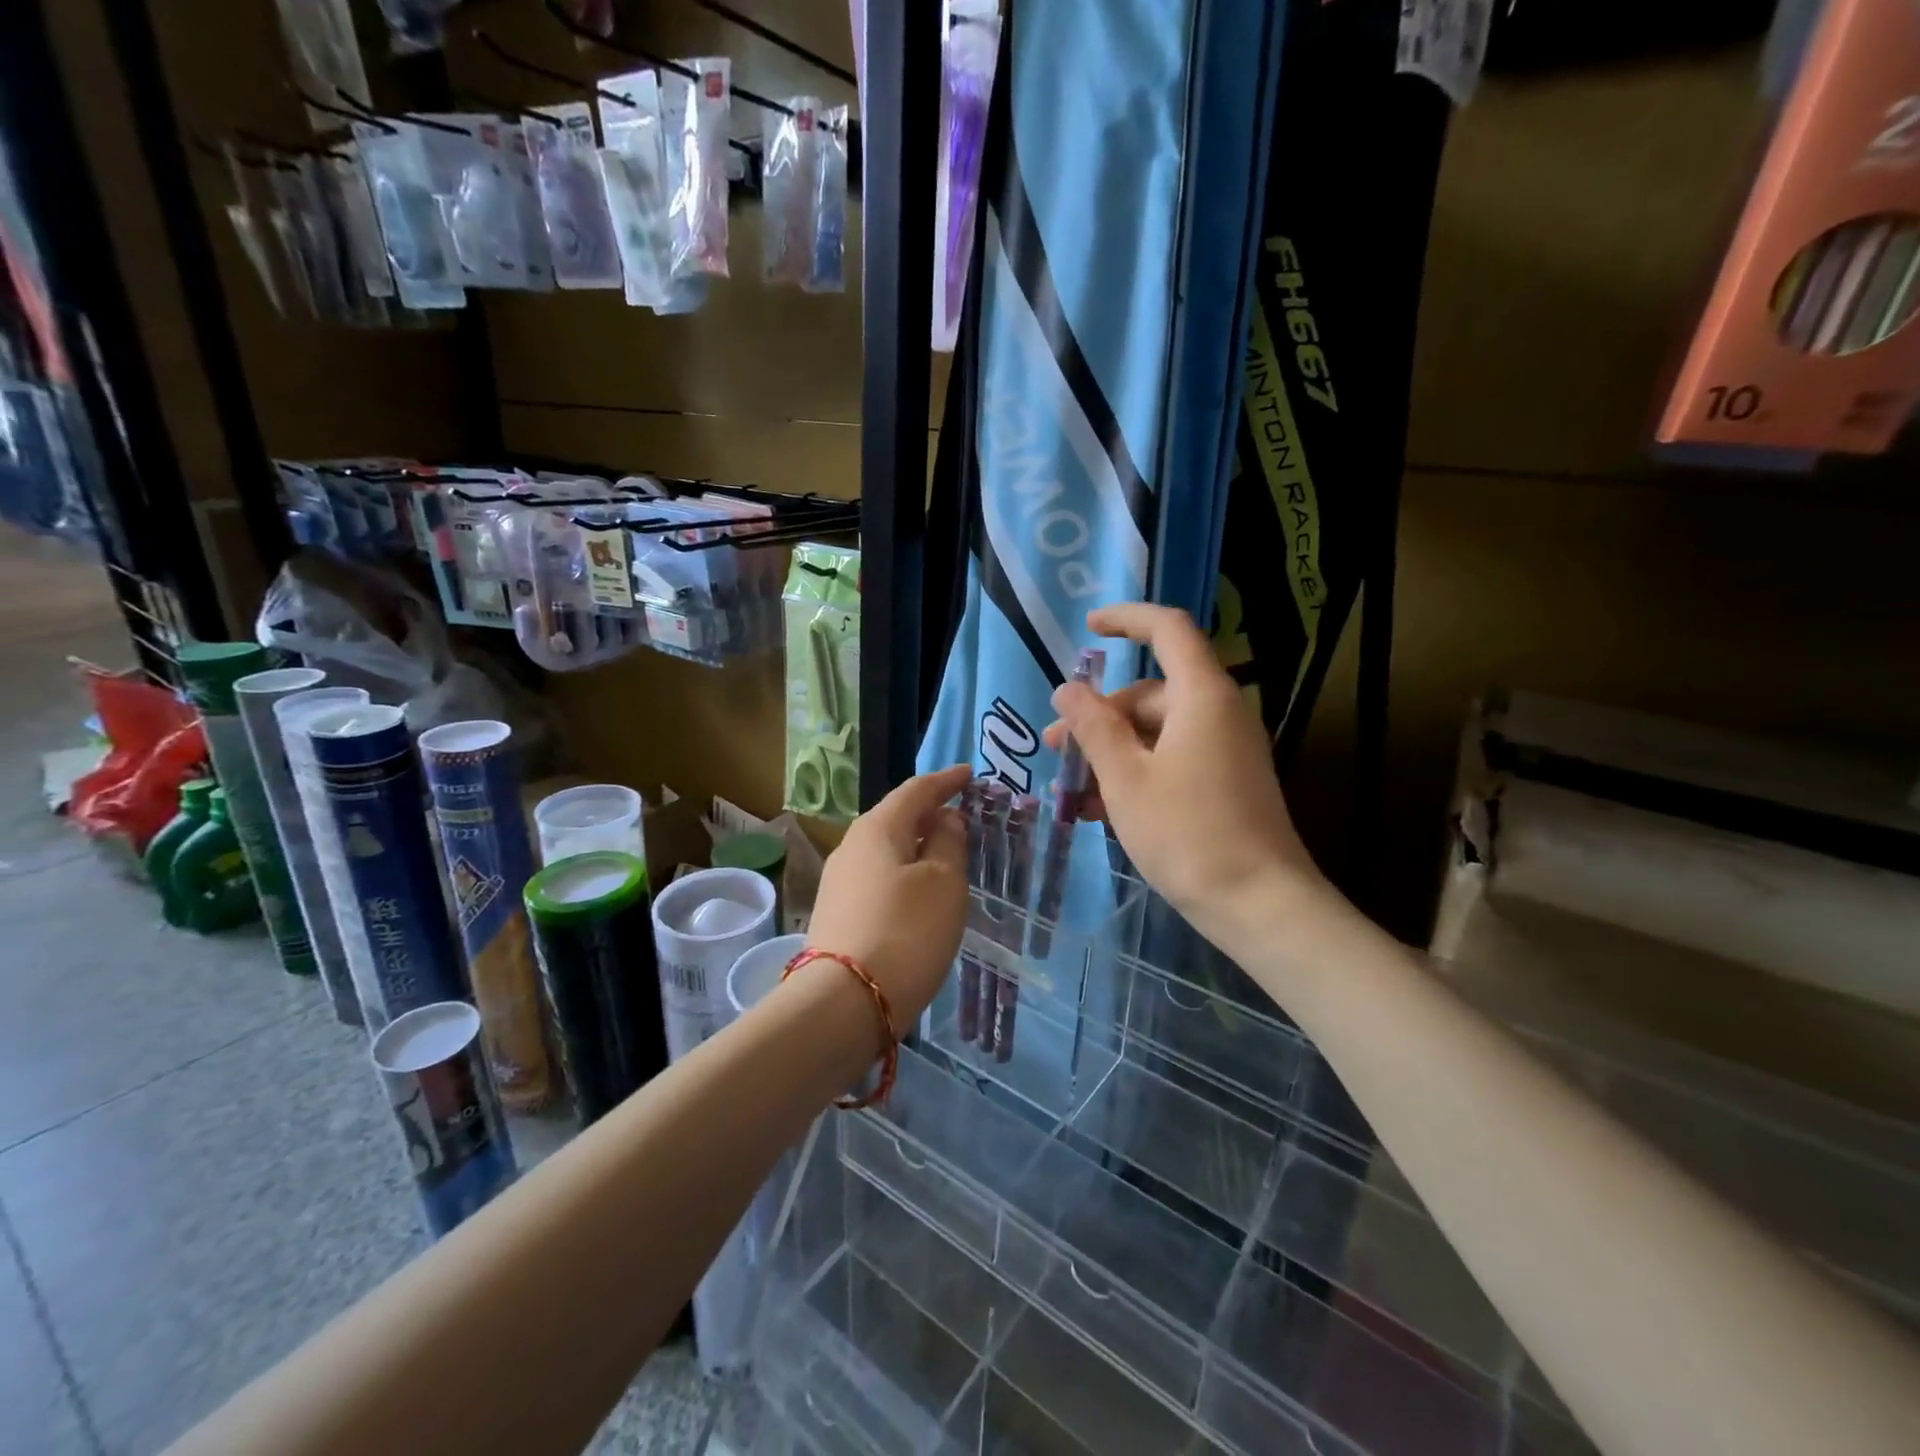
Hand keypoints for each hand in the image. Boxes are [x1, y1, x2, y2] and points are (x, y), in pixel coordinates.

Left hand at [805, 764, 972, 1034]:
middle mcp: (851, 847)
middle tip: (963, 818)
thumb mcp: (943, 882)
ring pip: (886, 851)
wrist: (844, 1004)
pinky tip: (920, 894)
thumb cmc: (906, 931)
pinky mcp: (838, 915)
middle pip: (896, 818)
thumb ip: (947, 843)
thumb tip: (944, 820)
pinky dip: (904, 875)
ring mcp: (839, 882)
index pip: (916, 790)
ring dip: (917, 847)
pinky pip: (879, 879)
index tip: (969, 774)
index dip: (946, 780)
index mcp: (877, 828)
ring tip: (947, 856)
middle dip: (930, 814)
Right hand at [1045, 604, 1325, 947]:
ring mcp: (1226, 750)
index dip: (1126, 620)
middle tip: (1055, 751)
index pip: (1167, 630)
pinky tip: (1101, 811)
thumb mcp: (1125, 778)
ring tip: (1071, 794)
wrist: (1259, 905)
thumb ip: (1093, 727)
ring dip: (1110, 754)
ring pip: (1157, 733)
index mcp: (1201, 695)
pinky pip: (1173, 760)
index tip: (1087, 628)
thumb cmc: (1187, 833)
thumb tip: (1068, 690)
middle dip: (1098, 717)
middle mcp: (1220, 712)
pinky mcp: (1226, 782)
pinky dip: (1136, 774)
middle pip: (1150, 693)